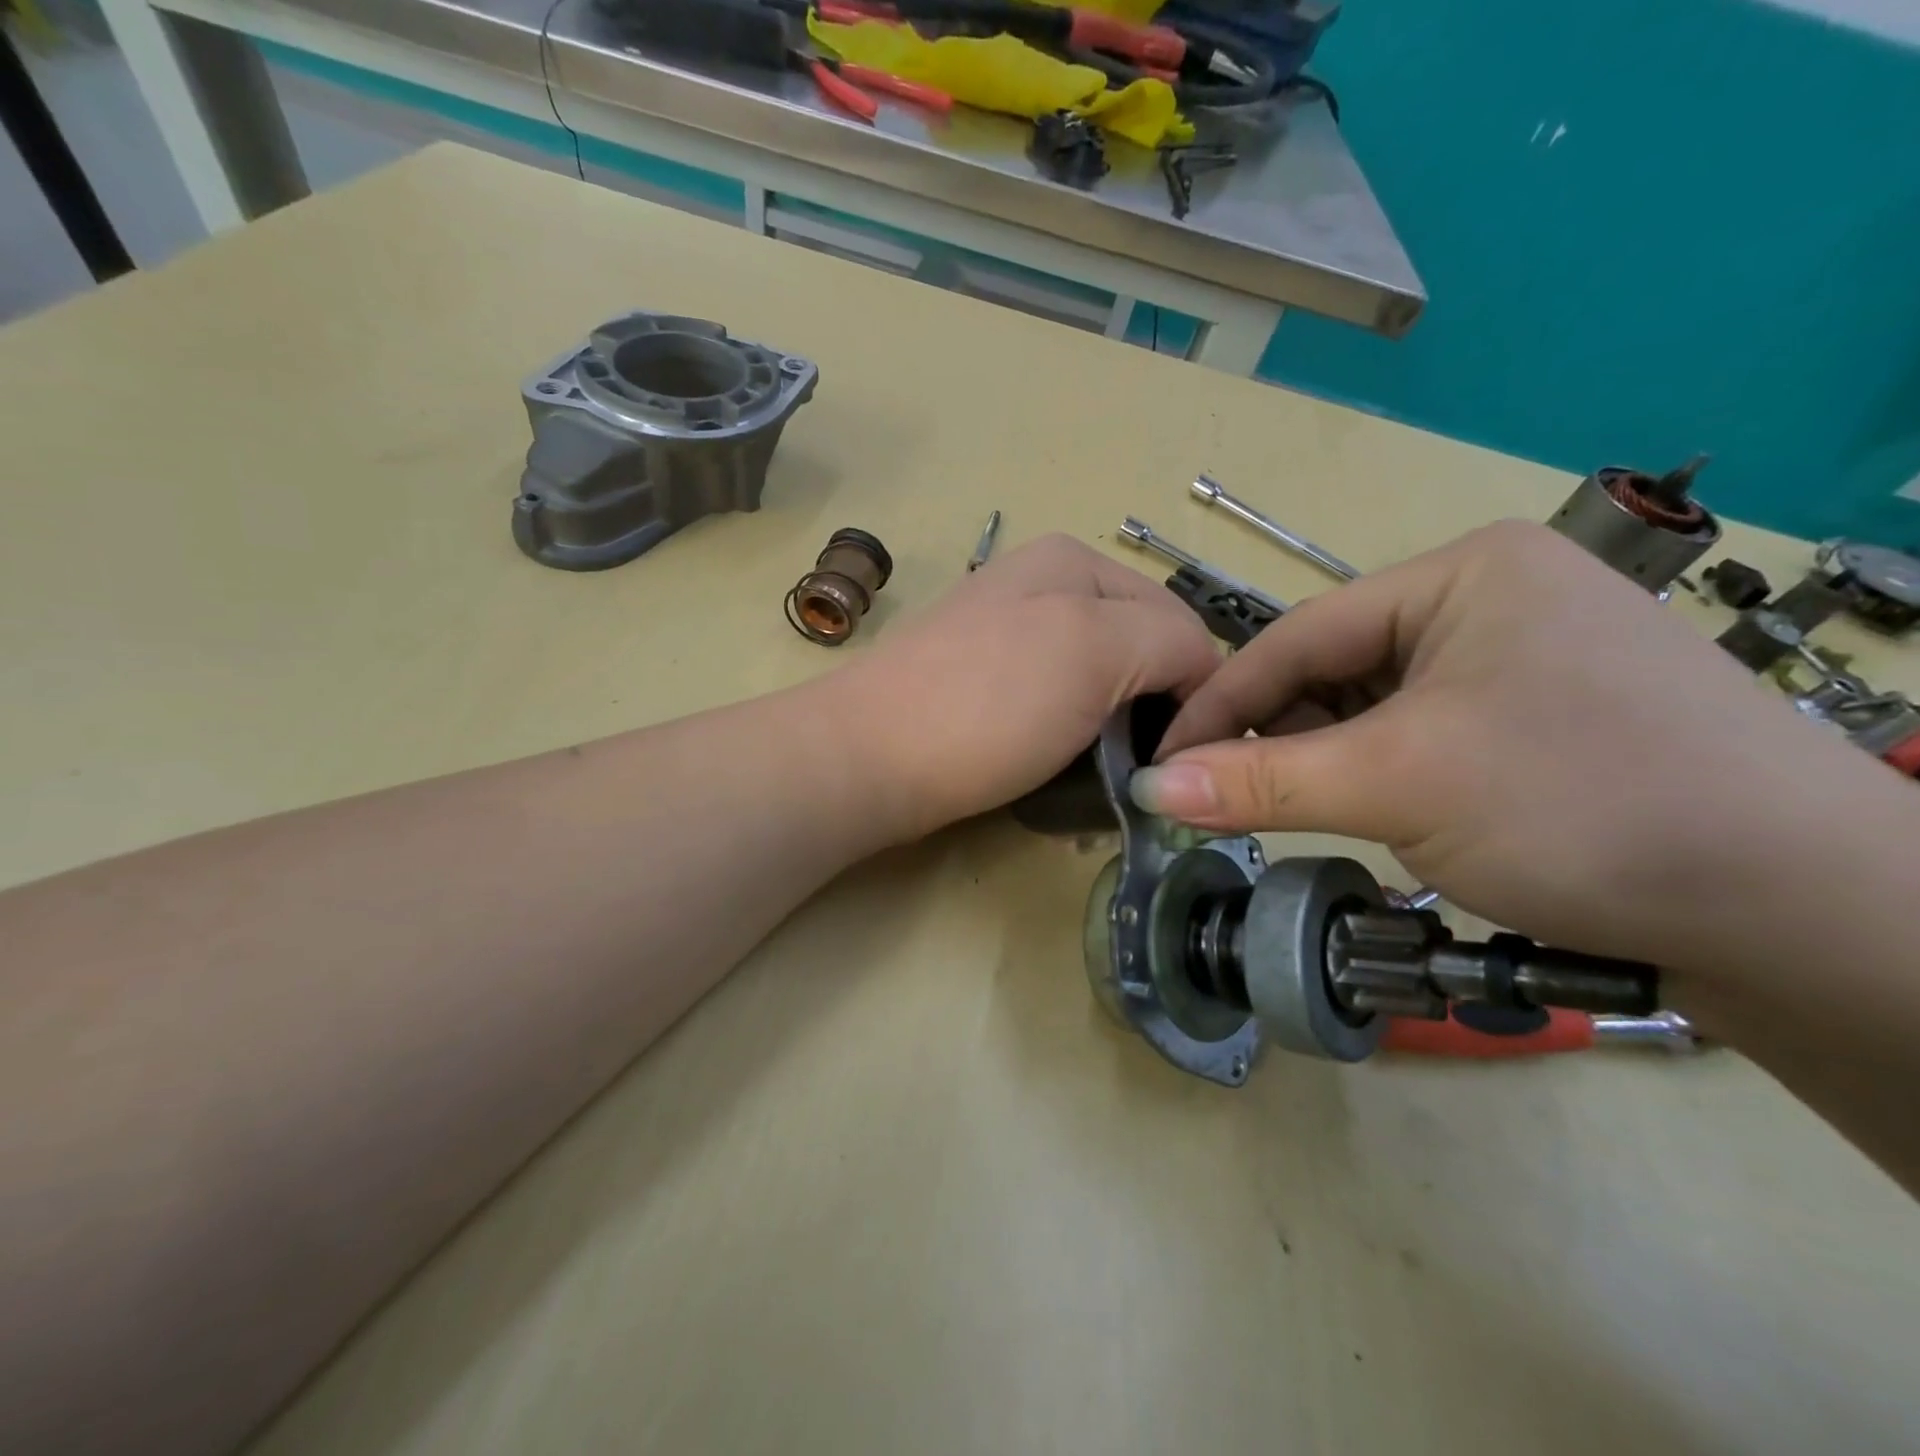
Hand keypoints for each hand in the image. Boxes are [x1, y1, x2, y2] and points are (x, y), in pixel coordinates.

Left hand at [838, 534, 1220, 844]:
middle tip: (1142, 767)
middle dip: (1149, 706)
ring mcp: (1005, 634)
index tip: (1186, 756)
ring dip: (1110, 726)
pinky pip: (1053, 701)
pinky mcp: (981, 683)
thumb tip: (1200, 673)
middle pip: (1135, 649)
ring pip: (1096, 680)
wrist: (868, 758)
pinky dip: (1069, 732)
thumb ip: (1170, 642)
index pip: (1178, 621)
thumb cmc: (989, 702)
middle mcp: (1040, 584)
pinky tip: (1055, 758)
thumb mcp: (1097, 650)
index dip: (1196, 689)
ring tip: (1101, 770)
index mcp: (1073, 561)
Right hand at [1131, 521, 1882, 969]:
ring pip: (1370, 708)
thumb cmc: (1585, 806)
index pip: (1299, 636)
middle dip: (1274, 735)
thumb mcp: (1399, 785)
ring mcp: (1516, 659)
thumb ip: (1260, 783)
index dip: (1220, 703)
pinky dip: (1371, 775)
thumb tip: (1148, 787)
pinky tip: (1362, 811)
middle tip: (1216, 796)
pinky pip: (1414, 735)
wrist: (1807, 914)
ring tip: (1285, 810)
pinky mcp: (1535, 717)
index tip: (1160, 762)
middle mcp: (1487, 600)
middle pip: (1333, 670)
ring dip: (1320, 760)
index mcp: (1461, 573)